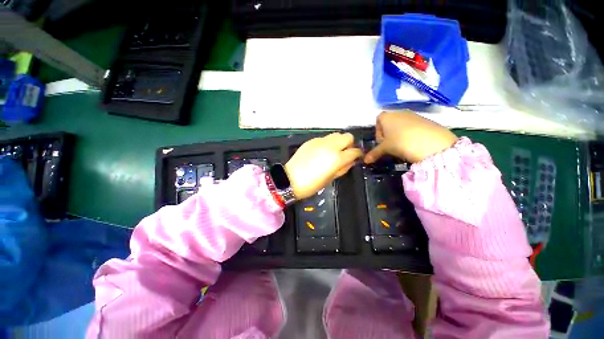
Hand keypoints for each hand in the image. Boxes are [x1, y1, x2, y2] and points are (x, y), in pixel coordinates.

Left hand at [285, 133, 362, 199]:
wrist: (290, 179)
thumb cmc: (312, 184)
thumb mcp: (331, 179)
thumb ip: (344, 168)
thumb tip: (351, 161)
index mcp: (337, 158)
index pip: (354, 151)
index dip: (358, 154)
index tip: (357, 157)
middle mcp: (330, 146)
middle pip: (347, 136)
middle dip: (349, 144)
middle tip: (345, 153)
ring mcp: (320, 141)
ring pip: (336, 135)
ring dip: (338, 142)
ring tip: (333, 152)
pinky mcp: (311, 140)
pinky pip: (324, 138)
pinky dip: (327, 143)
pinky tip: (321, 152)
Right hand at [364, 111, 457, 163]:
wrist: (432, 143)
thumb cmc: (400, 142)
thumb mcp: (385, 149)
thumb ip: (374, 153)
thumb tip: (365, 161)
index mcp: (387, 116)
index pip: (378, 120)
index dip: (378, 131)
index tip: (381, 142)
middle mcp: (400, 112)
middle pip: (390, 122)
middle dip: (388, 134)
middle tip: (391, 146)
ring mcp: (414, 115)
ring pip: (402, 124)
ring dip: (399, 134)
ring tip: (403, 146)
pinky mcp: (426, 120)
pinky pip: (413, 126)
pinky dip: (410, 134)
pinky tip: (414, 144)